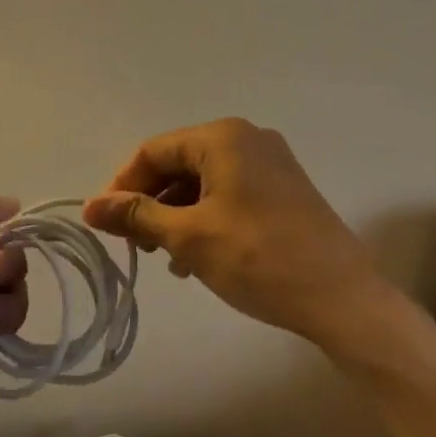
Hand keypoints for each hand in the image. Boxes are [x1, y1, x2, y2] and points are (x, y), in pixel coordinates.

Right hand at [83, 118, 382, 338]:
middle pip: (179, 164)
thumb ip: (137, 216)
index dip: (123, 185)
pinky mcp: (284, 191)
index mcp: (222, 137)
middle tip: (136, 245)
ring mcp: (270, 164)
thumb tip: (90, 206)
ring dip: (177, 215)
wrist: (344, 299)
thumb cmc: (259, 259)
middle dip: (152, 202)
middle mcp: (247, 138)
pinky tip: (198, 258)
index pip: (154, 151)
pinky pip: (230, 194)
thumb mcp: (189, 237)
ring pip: (204, 182)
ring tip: (167, 258)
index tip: (107, 224)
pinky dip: (206, 218)